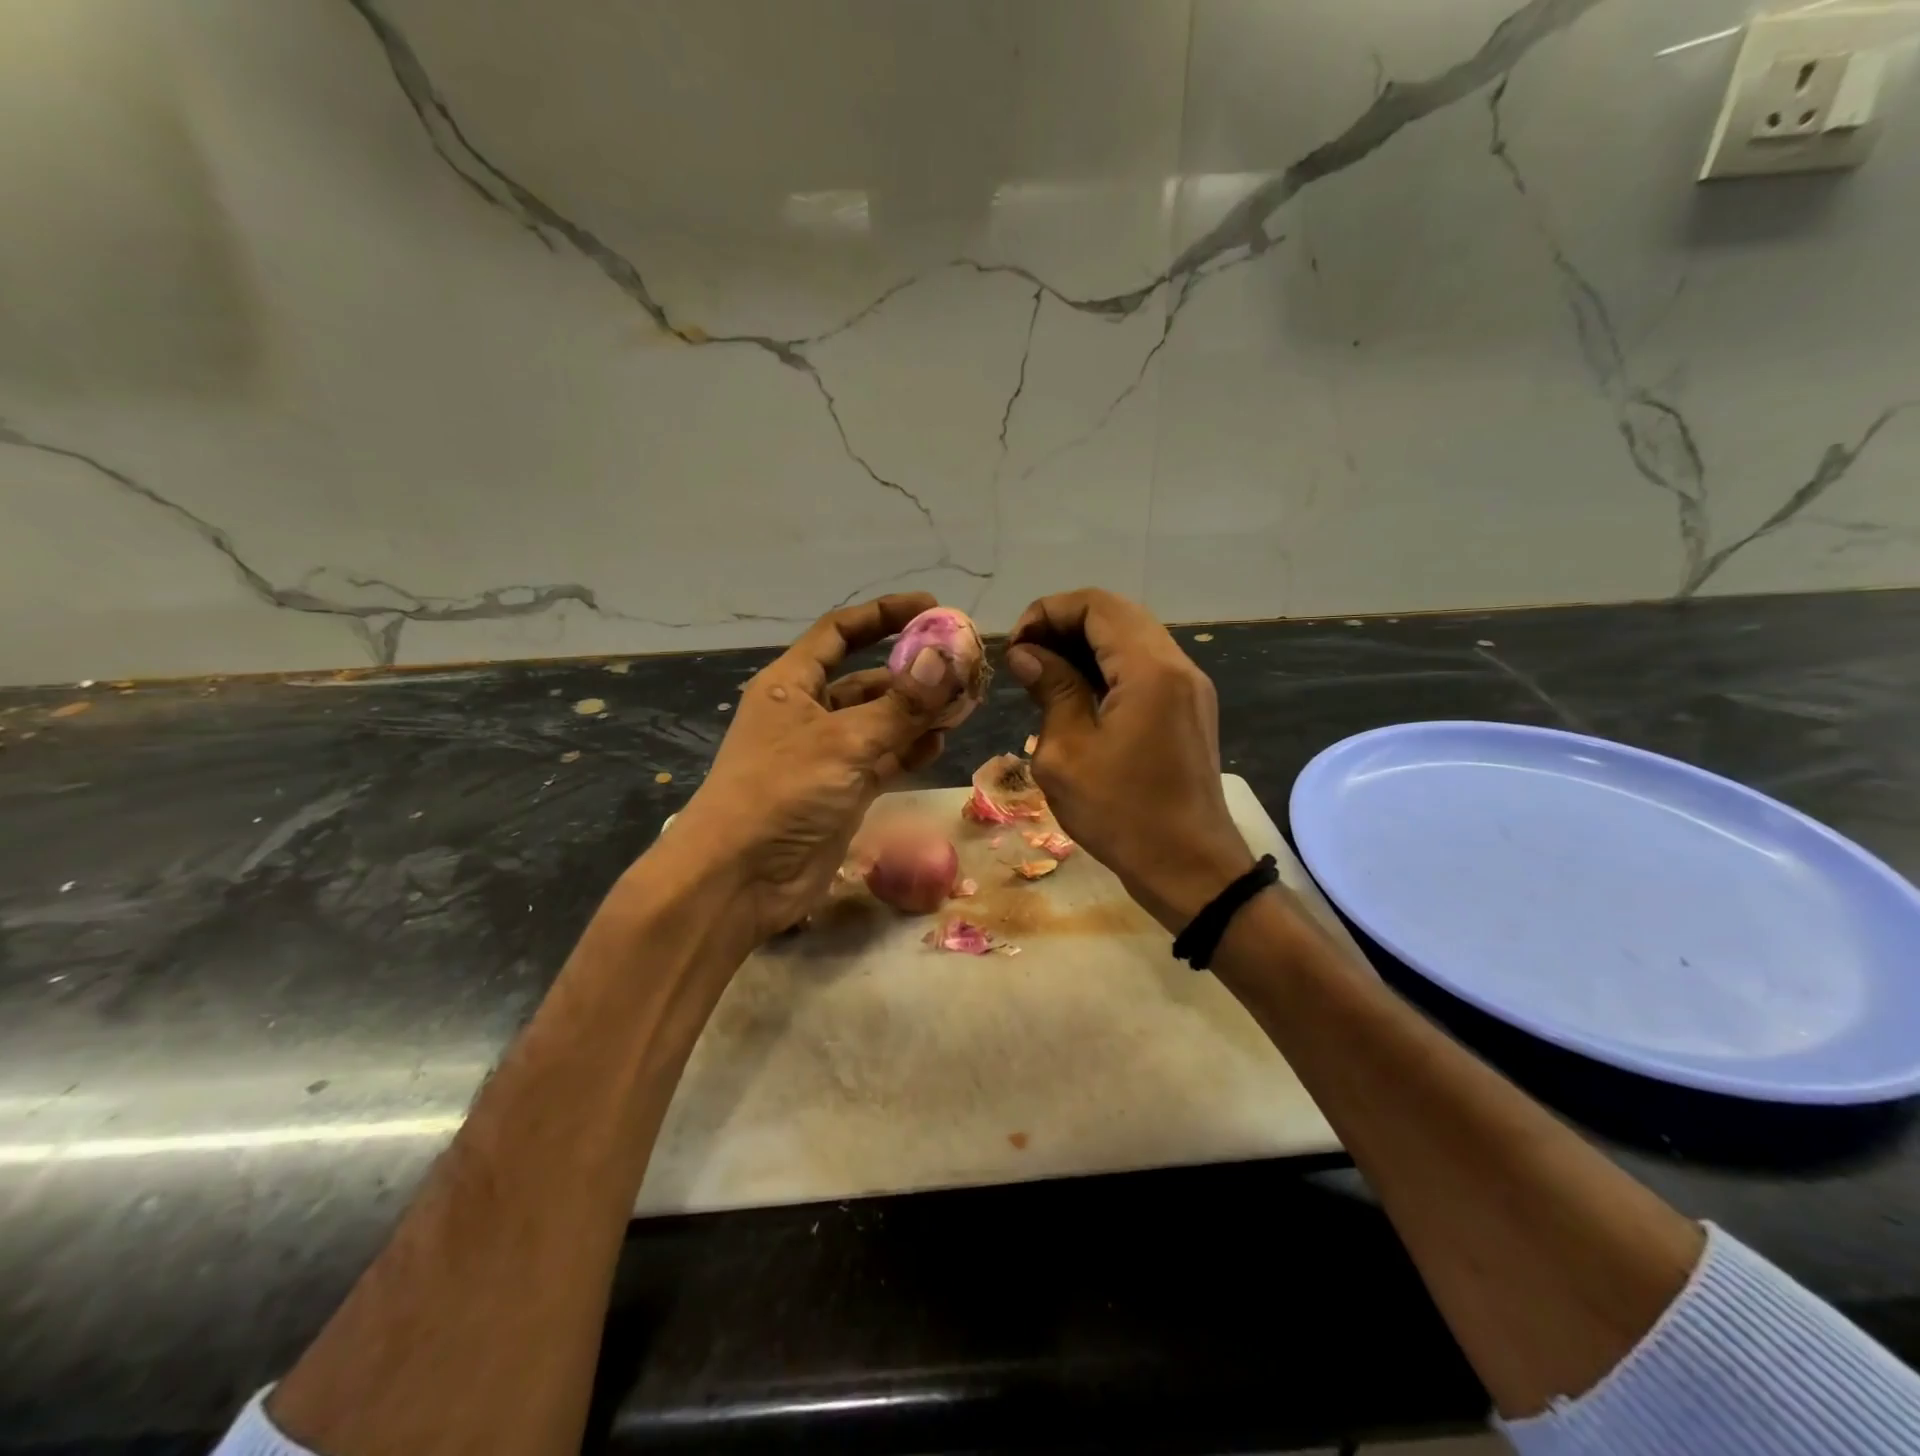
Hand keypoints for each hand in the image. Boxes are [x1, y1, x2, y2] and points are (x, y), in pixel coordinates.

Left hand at [652, 593, 960, 943]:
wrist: (741, 878)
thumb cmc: (781, 791)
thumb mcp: (844, 740)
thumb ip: (901, 704)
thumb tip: (947, 658)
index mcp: (792, 683)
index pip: (840, 632)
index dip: (884, 615)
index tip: (932, 608)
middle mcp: (809, 713)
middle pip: (869, 679)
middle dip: (914, 672)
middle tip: (965, 668)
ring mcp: (828, 754)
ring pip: (882, 721)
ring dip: (920, 713)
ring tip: (964, 704)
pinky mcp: (844, 791)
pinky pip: (885, 758)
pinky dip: (911, 749)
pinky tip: (940, 742)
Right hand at [1007, 588, 1253, 931]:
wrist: (1191, 868)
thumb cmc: (1121, 815)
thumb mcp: (1066, 754)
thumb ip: (1050, 690)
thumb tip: (1027, 654)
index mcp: (1149, 670)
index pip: (1096, 605)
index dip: (1048, 612)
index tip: (1015, 646)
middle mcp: (1177, 665)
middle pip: (1117, 614)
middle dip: (1064, 625)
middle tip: (1025, 658)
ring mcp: (1190, 687)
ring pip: (1132, 638)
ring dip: (1085, 645)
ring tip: (1044, 674)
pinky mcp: (1189, 708)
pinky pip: (1145, 666)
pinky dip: (1108, 667)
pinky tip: (1077, 693)